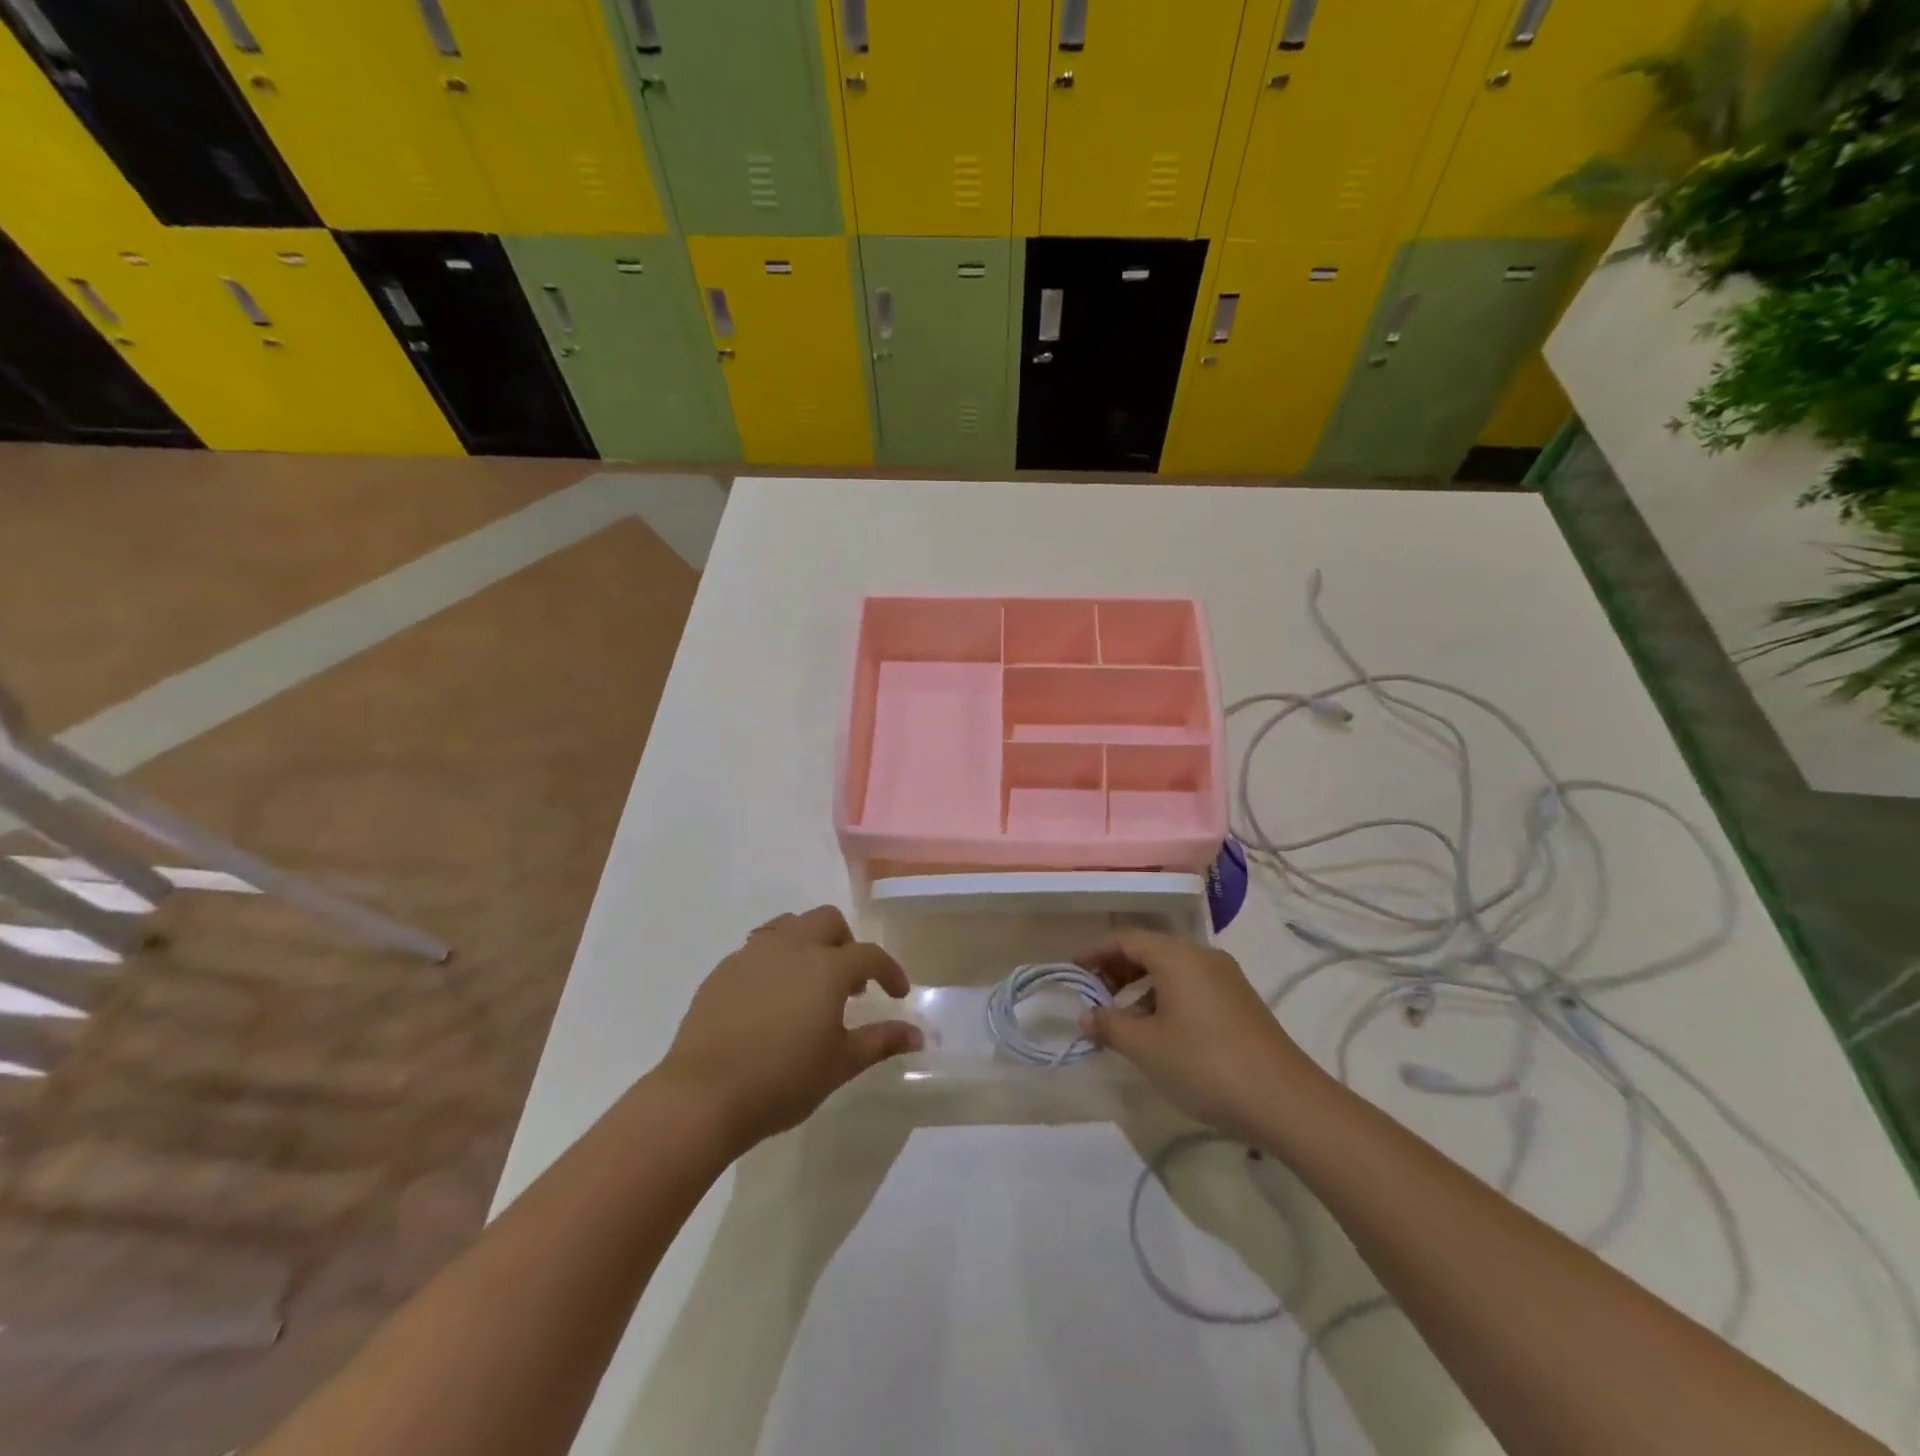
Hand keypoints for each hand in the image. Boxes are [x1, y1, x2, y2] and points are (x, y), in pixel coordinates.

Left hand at [659, 906, 922, 1152]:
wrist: (703, 1095)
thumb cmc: (783, 1079)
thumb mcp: (840, 1064)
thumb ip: (881, 1041)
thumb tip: (918, 1035)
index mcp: (827, 967)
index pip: (869, 955)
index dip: (889, 971)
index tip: (898, 994)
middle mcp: (792, 947)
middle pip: (827, 921)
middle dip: (846, 943)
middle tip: (850, 983)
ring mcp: (752, 954)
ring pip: (789, 925)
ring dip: (808, 943)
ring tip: (808, 982)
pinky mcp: (722, 971)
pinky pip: (757, 949)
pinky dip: (775, 961)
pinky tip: (770, 999)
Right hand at [1079, 930, 1318, 1143]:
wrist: (1286, 1101)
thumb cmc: (1205, 1065)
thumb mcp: (1147, 1047)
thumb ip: (1110, 1026)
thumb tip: (1085, 1016)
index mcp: (1177, 956)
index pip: (1126, 939)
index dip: (1095, 952)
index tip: (1073, 971)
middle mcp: (1202, 956)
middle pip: (1149, 950)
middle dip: (1117, 969)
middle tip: (1093, 997)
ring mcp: (1226, 978)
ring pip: (1171, 969)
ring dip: (1141, 987)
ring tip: (1122, 1020)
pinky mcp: (1240, 1002)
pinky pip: (1191, 986)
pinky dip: (1165, 998)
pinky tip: (1159, 1032)